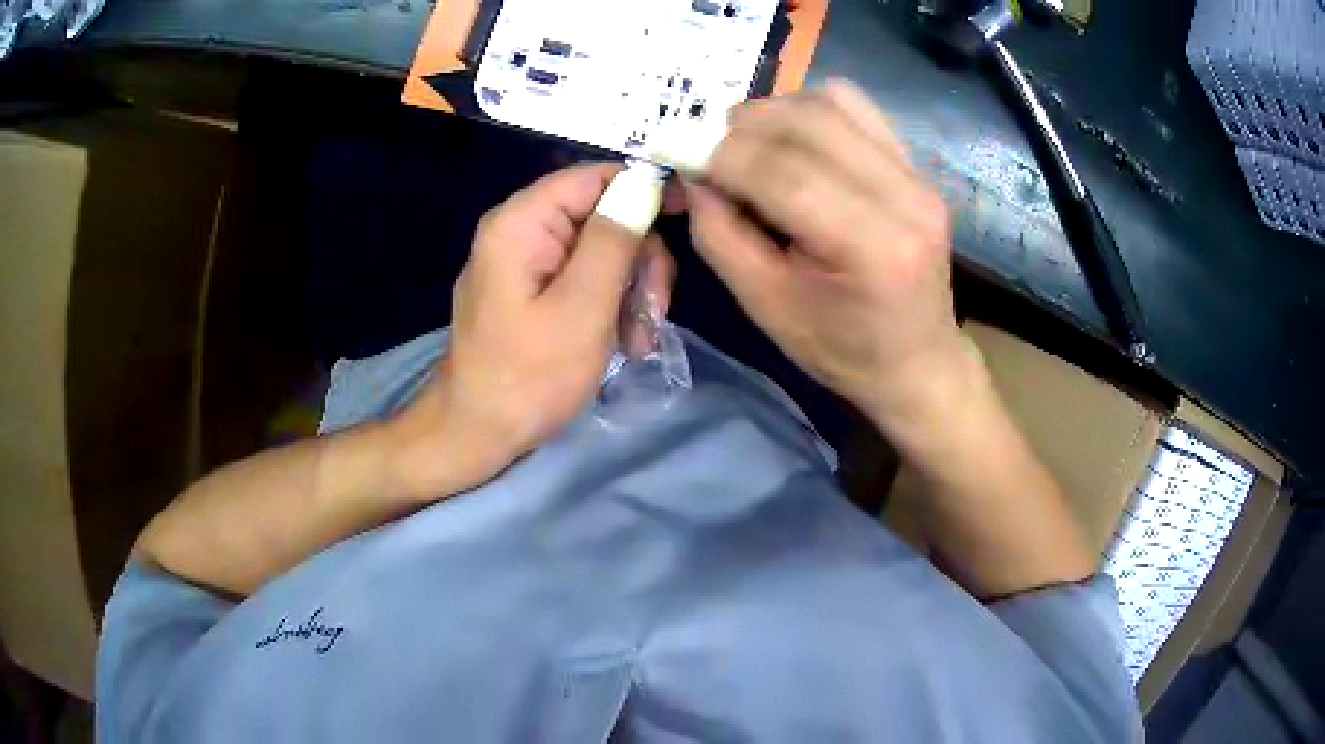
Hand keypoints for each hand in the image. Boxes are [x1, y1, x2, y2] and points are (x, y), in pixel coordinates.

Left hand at [387, 163, 674, 498]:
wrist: (476, 435)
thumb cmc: (528, 376)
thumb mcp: (583, 306)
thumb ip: (614, 238)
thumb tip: (645, 180)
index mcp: (522, 221)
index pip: (595, 175)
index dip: (646, 187)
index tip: (689, 214)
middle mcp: (520, 229)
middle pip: (602, 214)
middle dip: (639, 257)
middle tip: (657, 308)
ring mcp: (523, 261)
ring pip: (599, 249)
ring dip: (630, 289)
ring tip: (638, 340)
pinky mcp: (529, 290)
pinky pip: (582, 277)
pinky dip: (610, 304)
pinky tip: (622, 342)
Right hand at [682, 79, 968, 435]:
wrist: (917, 361)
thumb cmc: (841, 350)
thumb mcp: (765, 306)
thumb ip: (719, 234)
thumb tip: (692, 172)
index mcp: (870, 246)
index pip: (781, 172)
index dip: (717, 153)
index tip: (674, 152)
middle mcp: (904, 197)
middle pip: (808, 121)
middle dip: (741, 124)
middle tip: (705, 146)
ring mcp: (918, 176)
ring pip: (833, 101)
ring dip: (776, 111)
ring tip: (746, 142)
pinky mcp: (918, 167)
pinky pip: (857, 110)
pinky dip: (809, 112)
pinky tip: (790, 140)